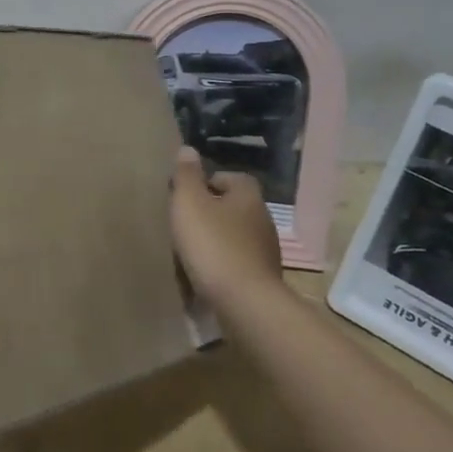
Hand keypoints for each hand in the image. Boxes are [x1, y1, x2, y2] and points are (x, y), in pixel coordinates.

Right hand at [169, 146, 286, 299]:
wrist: (244, 302)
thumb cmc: (213, 244)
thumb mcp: (189, 203)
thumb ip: (187, 175)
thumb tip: (188, 149)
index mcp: (248, 197)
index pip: (233, 178)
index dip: (210, 182)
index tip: (188, 194)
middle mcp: (263, 219)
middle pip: (236, 207)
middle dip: (213, 212)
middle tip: (186, 220)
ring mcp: (267, 251)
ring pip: (238, 235)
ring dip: (218, 239)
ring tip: (192, 249)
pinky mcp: (263, 278)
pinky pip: (239, 262)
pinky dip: (224, 263)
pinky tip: (206, 273)